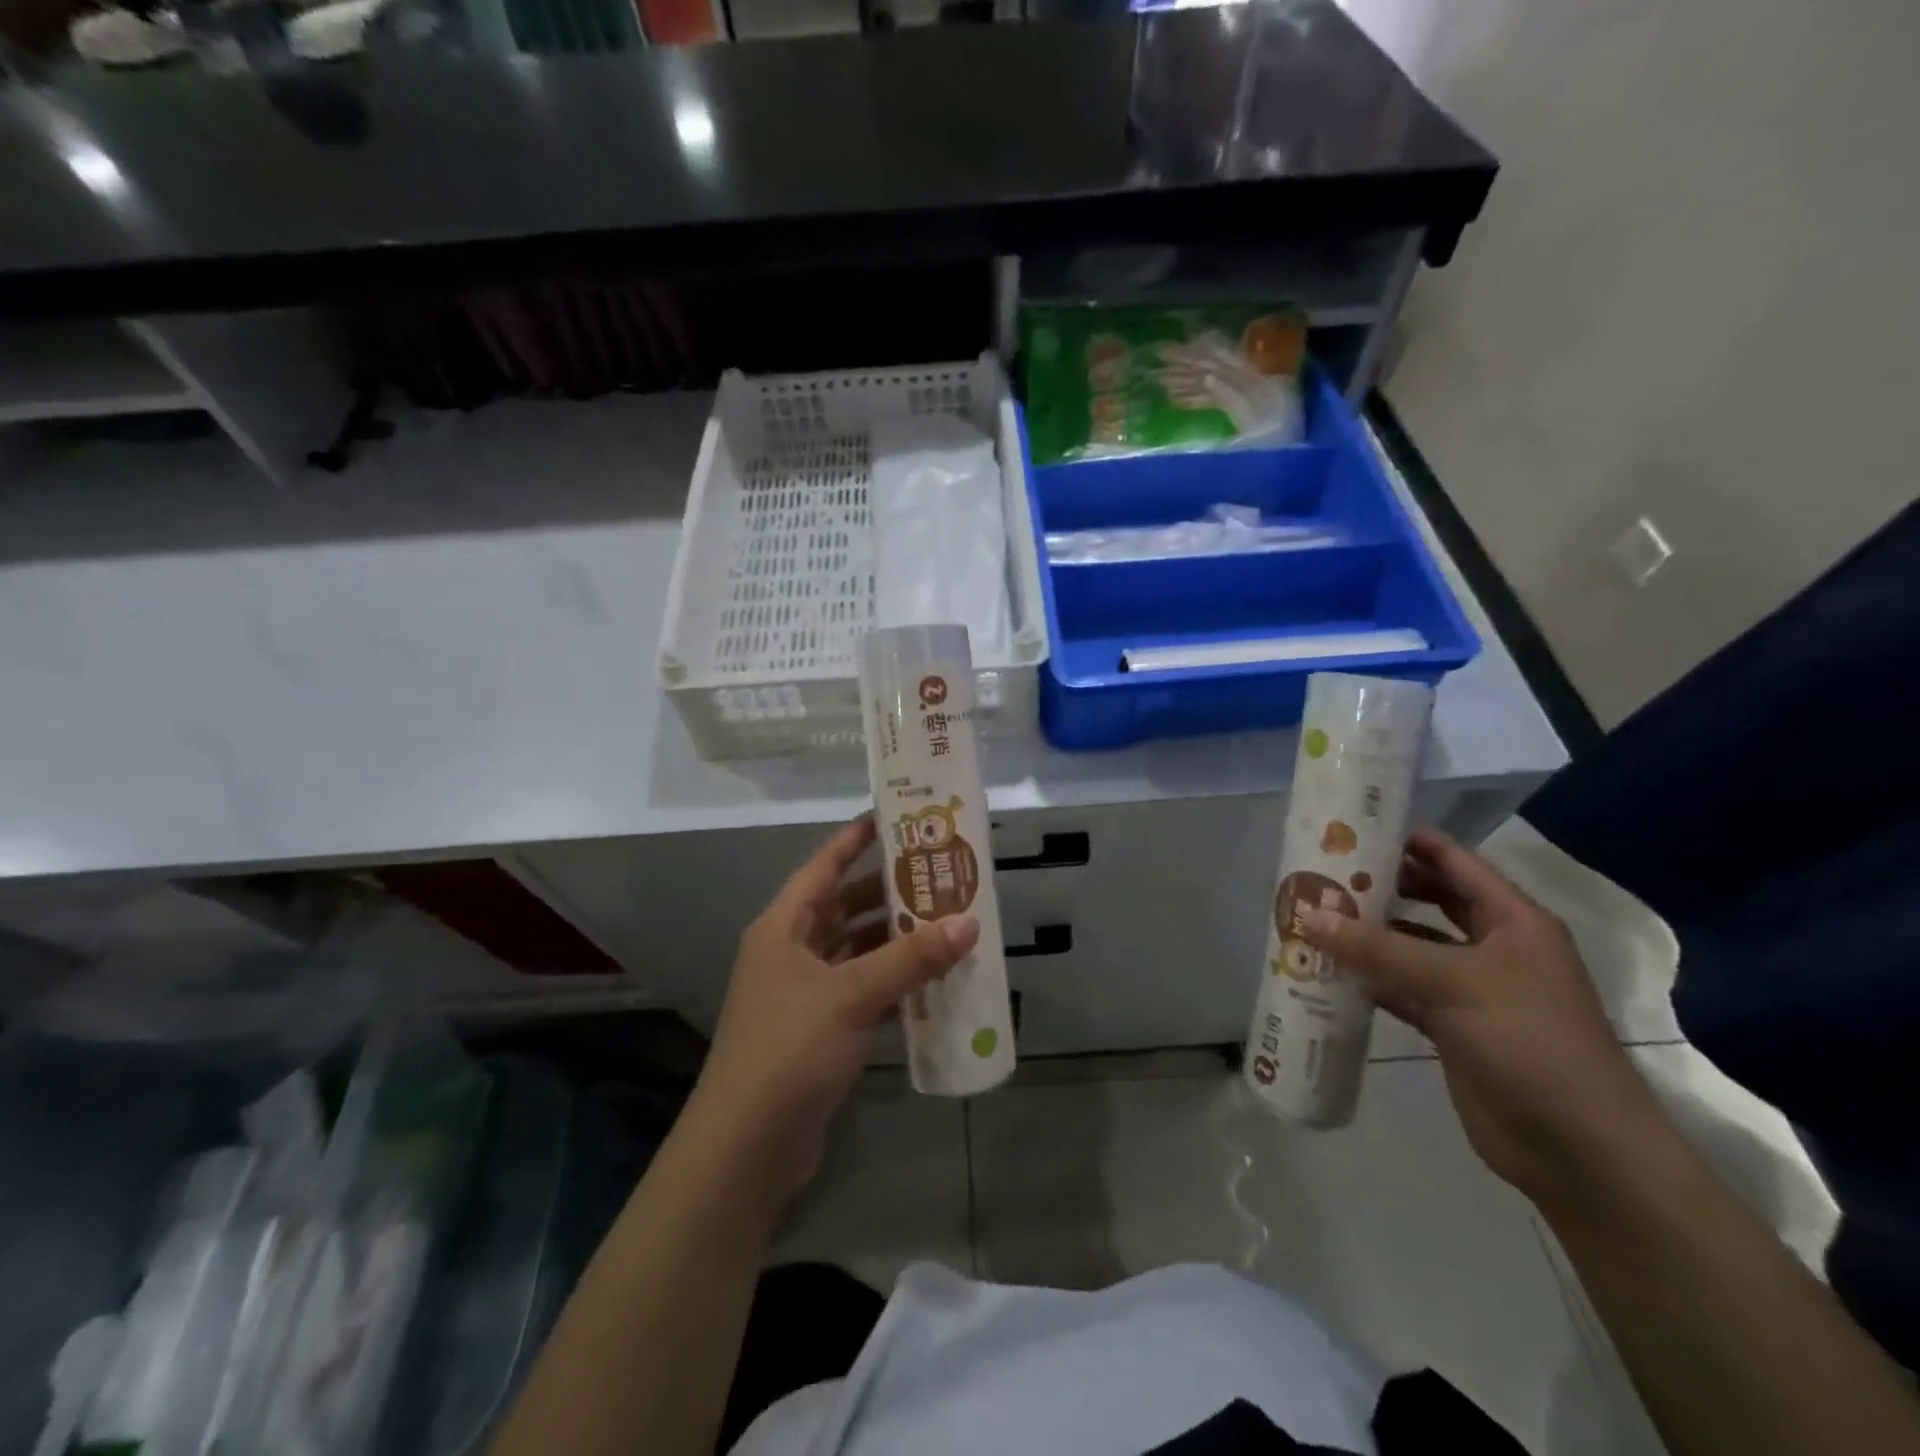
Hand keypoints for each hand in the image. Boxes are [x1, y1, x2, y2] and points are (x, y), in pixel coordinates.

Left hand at [687, 816, 979, 1217]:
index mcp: (783, 928)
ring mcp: (805, 994)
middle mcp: (791, 952)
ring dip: (896, 940)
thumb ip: (911, 958)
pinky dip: (894, 984)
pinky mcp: (821, 1031)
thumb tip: (968, 922)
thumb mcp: (852, 994)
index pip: (823, 867)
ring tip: (947, 921)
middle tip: (939, 874)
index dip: (855, 840)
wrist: (747, 1146)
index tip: (893, 818)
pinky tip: (933, 980)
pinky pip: (864, 991)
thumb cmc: (789, 1048)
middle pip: (844, 907)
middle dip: (889, 892)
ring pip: (857, 951)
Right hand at [1299, 828, 1669, 1209]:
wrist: (1580, 1151)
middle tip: (1321, 873)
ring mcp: (1472, 989)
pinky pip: (1402, 990)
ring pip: (1410, 947)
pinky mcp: (1453, 1027)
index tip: (1350, 827)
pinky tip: (1329, 972)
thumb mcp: (1454, 982)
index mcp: (1512, 920)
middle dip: (1379, 886)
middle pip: (1428, 900)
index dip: (1406, 840)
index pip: (1453, 861)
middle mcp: (1493, 947)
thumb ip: (1377, 948)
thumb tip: (1307, 916)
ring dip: (1368, 935)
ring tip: (1313, 918)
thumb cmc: (1530, 1043)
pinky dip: (1369, 980)